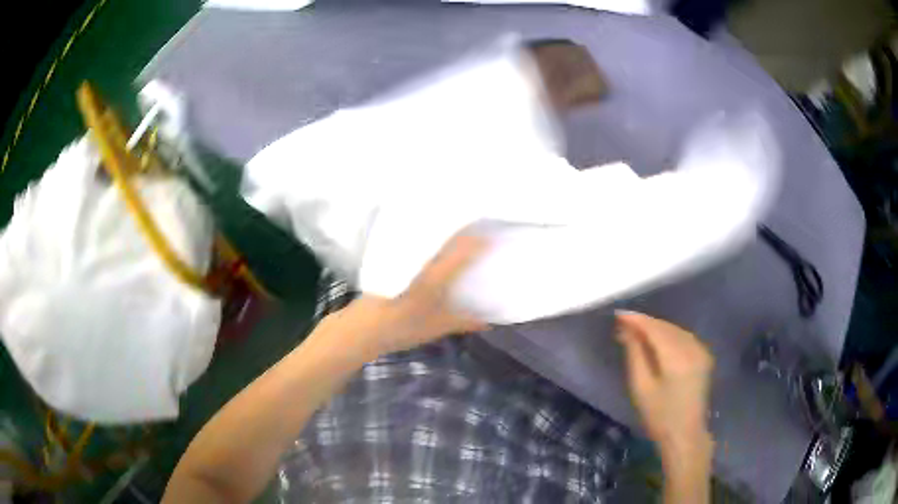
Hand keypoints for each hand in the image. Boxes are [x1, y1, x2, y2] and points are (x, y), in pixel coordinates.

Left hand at [329, 234, 488, 360]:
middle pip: (447, 237)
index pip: (463, 251)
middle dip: (466, 230)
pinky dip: (432, 241)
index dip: (481, 241)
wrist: (362, 328)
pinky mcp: (394, 259)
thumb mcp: (437, 327)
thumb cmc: (401, 328)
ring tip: (464, 233)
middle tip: (482, 228)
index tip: (495, 235)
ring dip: (448, 233)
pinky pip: (419, 244)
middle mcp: (422, 260)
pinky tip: (437, 245)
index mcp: (435, 275)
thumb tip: (490, 321)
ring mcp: (406, 257)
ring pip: (432, 238)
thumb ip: (465, 321)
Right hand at [616, 311, 713, 460]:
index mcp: (677, 357)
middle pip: (666, 327)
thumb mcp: (641, 387)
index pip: (655, 329)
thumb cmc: (659, 416)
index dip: (637, 320)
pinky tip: (657, 339)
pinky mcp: (704, 356)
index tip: (618, 315)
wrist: (685, 434)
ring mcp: (701, 351)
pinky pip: (684, 337)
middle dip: (645, 323)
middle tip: (623, 324)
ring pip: (675, 330)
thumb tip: (626, 330)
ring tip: (636, 331)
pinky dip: (668, 334)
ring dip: (656, 328)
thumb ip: (635, 354)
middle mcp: (692, 348)